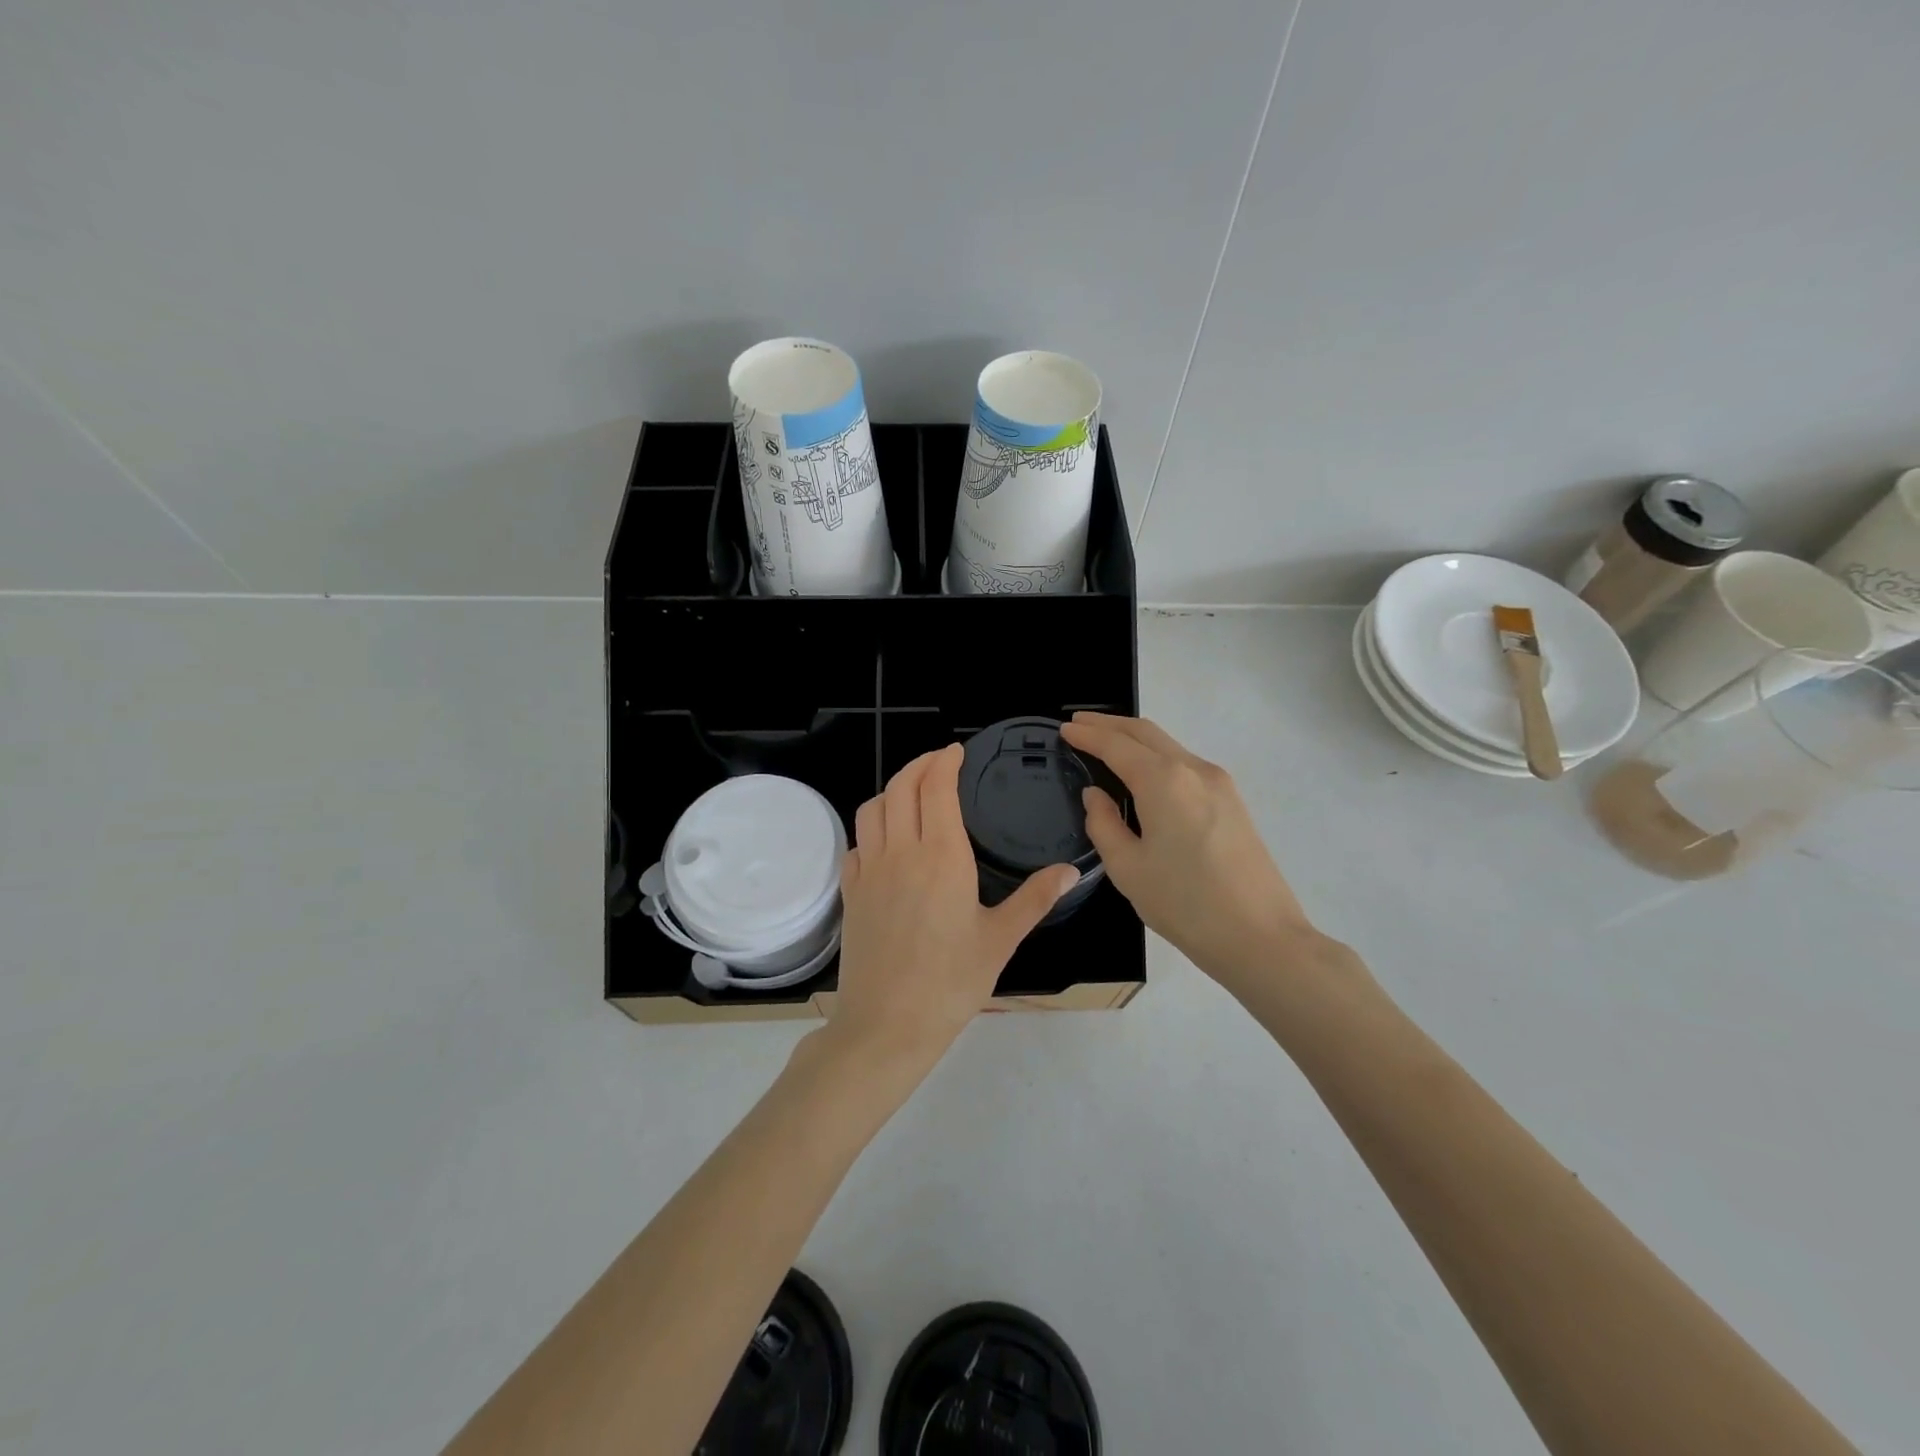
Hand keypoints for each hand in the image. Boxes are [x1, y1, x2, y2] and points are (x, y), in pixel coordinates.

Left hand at [826, 745, 1079, 1073]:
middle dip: (919, 765)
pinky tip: (885, 842)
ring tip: (912, 793)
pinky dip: (871, 828)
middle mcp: (901, 852)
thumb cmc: (951, 982)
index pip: (936, 788)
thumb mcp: (1001, 940)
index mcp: (942, 856)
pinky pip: (857, 843)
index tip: (956, 752)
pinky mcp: (850, 893)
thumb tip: (1070, 870)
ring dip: (892, 790)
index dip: (944, 762)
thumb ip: (1035, 898)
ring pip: (873, 809)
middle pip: (901, 787)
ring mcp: (869, 871)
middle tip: (938, 762)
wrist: (887, 1025)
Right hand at [1060, 713, 1318, 987]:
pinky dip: (1157, 757)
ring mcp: (1219, 783)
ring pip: (1169, 745)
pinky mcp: (1232, 801)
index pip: (1116, 745)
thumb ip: (1104, 824)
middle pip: (1145, 732)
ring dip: (1135, 739)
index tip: (1063, 729)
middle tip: (1079, 724)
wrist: (1261, 937)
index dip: (1087, 735)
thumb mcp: (1128, 868)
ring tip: (1105, 744)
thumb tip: (1096, 795)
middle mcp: (1193, 769)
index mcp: (1163, 781)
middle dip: (1109, 724)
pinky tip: (1143, 773)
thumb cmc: (1185, 904)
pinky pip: (1185, 764)